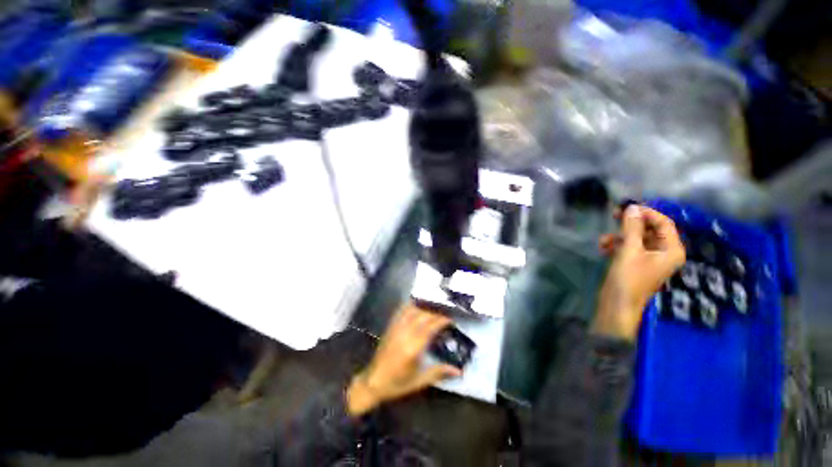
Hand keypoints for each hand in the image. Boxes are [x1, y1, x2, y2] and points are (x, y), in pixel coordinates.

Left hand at [347, 305, 460, 415]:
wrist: (372, 382)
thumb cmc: (397, 384)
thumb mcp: (419, 381)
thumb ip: (438, 372)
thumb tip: (459, 371)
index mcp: (413, 348)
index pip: (430, 327)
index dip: (441, 320)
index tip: (450, 319)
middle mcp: (404, 334)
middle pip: (423, 316)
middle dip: (435, 313)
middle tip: (444, 316)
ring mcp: (396, 328)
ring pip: (412, 310)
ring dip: (424, 309)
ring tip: (433, 311)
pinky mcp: (390, 327)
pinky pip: (401, 311)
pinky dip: (410, 307)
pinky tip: (416, 307)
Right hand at [594, 204, 685, 340]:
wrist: (617, 304)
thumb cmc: (628, 278)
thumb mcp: (629, 250)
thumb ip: (631, 228)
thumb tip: (632, 207)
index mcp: (671, 249)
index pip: (664, 223)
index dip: (647, 213)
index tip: (627, 207)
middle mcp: (664, 252)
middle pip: (650, 229)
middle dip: (631, 224)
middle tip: (614, 215)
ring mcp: (649, 258)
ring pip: (636, 238)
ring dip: (619, 236)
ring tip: (603, 240)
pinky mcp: (635, 263)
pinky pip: (628, 247)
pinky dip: (616, 245)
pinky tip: (603, 248)